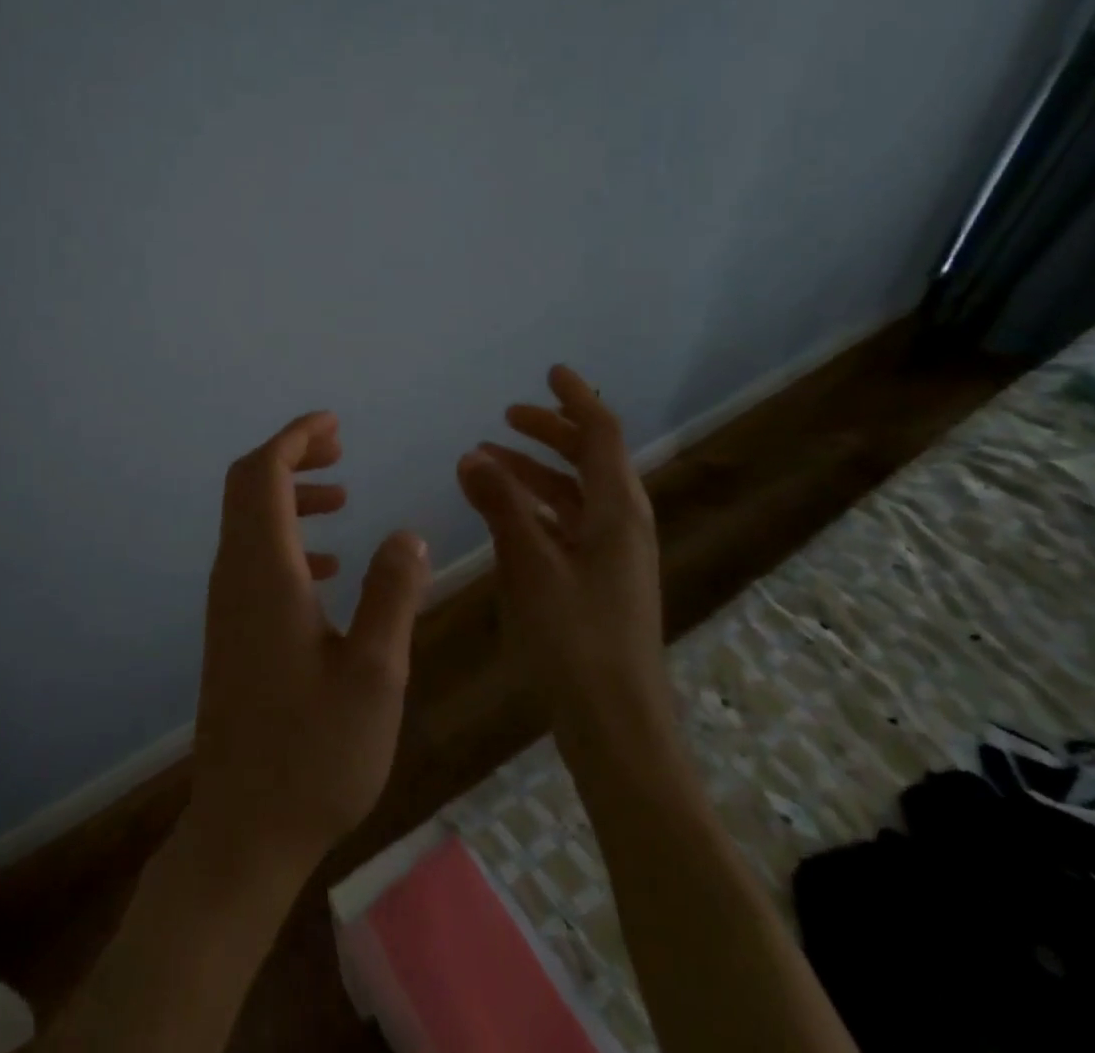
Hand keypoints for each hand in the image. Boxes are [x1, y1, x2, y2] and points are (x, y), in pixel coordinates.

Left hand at [190, 411, 430, 878]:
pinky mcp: (233, 631)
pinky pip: (254, 558)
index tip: (334, 423)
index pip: (263, 474)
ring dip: (290, 496)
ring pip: (249, 521)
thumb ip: (392, 595)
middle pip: (247, 487)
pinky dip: (287, 539)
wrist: (243, 831)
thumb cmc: (314, 755)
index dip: (295, 438)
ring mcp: (228, 605)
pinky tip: (329, 567)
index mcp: (264, 573)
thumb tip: (407, 534)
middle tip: (340, 448)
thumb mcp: (375, 675)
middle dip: (291, 455)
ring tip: (343, 496)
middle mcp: (235, 576)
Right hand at [455, 366, 671, 755]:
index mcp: (617, 510)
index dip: (576, 399)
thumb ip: (501, 504)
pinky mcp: (599, 580)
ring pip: (575, 492)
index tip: (550, 371)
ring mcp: (613, 554)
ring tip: (488, 461)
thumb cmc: (575, 637)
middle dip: (550, 432)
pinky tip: (504, 513)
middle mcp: (622, 523)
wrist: (616, 723)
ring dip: (536, 470)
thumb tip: (472, 455)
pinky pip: (568, 523)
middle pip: (590, 458)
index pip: (601, 434)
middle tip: (506, 417)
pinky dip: (537, 505)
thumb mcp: (530, 563)